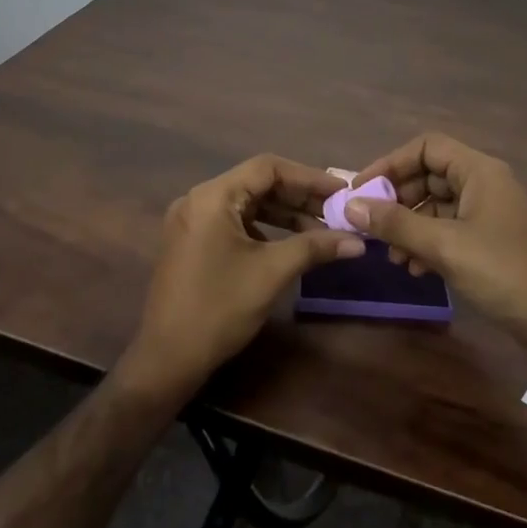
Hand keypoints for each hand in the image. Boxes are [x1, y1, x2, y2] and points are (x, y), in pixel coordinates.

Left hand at [121, 155, 363, 398]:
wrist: (167, 359)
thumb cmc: (219, 309)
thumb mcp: (272, 273)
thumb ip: (315, 247)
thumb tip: (359, 241)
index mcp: (213, 197)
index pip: (268, 168)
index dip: (308, 177)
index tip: (340, 191)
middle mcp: (198, 199)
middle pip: (257, 183)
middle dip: (298, 196)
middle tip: (336, 210)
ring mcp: (192, 220)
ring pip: (247, 203)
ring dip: (283, 213)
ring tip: (320, 228)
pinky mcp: (192, 241)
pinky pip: (234, 221)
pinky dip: (264, 227)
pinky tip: (289, 243)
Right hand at [344, 133, 526, 360]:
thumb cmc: (504, 273)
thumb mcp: (445, 246)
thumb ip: (396, 224)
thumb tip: (350, 206)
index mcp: (479, 171)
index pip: (426, 147)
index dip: (390, 163)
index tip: (361, 189)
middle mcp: (485, 184)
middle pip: (429, 175)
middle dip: (397, 199)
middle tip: (369, 225)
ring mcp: (489, 214)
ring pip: (437, 206)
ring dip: (409, 225)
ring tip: (390, 256)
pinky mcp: (492, 243)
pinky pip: (450, 230)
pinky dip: (427, 243)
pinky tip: (414, 269)